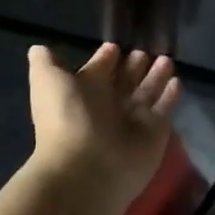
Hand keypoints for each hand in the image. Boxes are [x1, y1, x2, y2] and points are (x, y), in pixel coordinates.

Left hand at [26, 42, 180, 207]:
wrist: (87, 168)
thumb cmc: (67, 118)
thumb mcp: (48, 82)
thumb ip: (46, 63)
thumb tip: (38, 48)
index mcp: (84, 92)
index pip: (98, 70)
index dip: (106, 57)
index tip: (116, 45)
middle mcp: (108, 107)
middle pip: (125, 81)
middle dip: (134, 66)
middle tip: (145, 50)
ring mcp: (133, 122)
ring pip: (147, 93)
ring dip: (156, 76)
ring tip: (166, 59)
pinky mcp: (155, 134)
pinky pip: (165, 110)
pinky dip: (171, 96)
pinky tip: (177, 81)